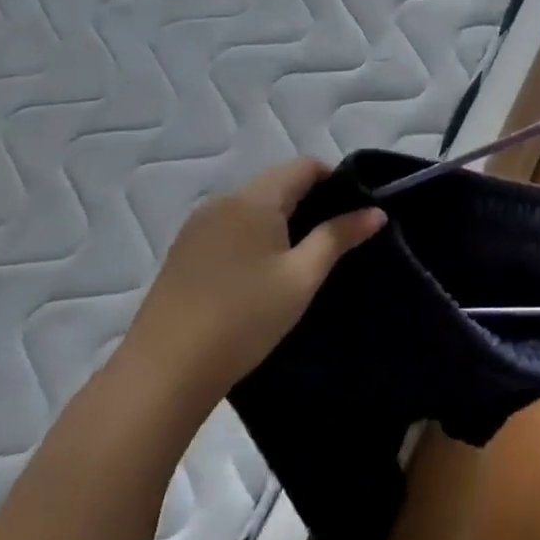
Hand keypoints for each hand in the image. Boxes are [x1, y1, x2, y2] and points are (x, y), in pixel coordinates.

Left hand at [115, 159, 384, 413]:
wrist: (164, 372)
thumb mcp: (302, 277)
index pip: (304, 166)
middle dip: (311, 203)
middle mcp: (222, 201)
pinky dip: (255, 237)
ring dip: (282, 221)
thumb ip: (339, 237)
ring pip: (253, 207)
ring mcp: (198, 227)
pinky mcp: (183, 252)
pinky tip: (262, 274)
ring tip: (303, 260)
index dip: (336, 180)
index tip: (355, 213)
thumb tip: (375, 211)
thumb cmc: (244, 318)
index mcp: (253, 199)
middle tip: (336, 241)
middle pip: (278, 184)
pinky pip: (231, 227)